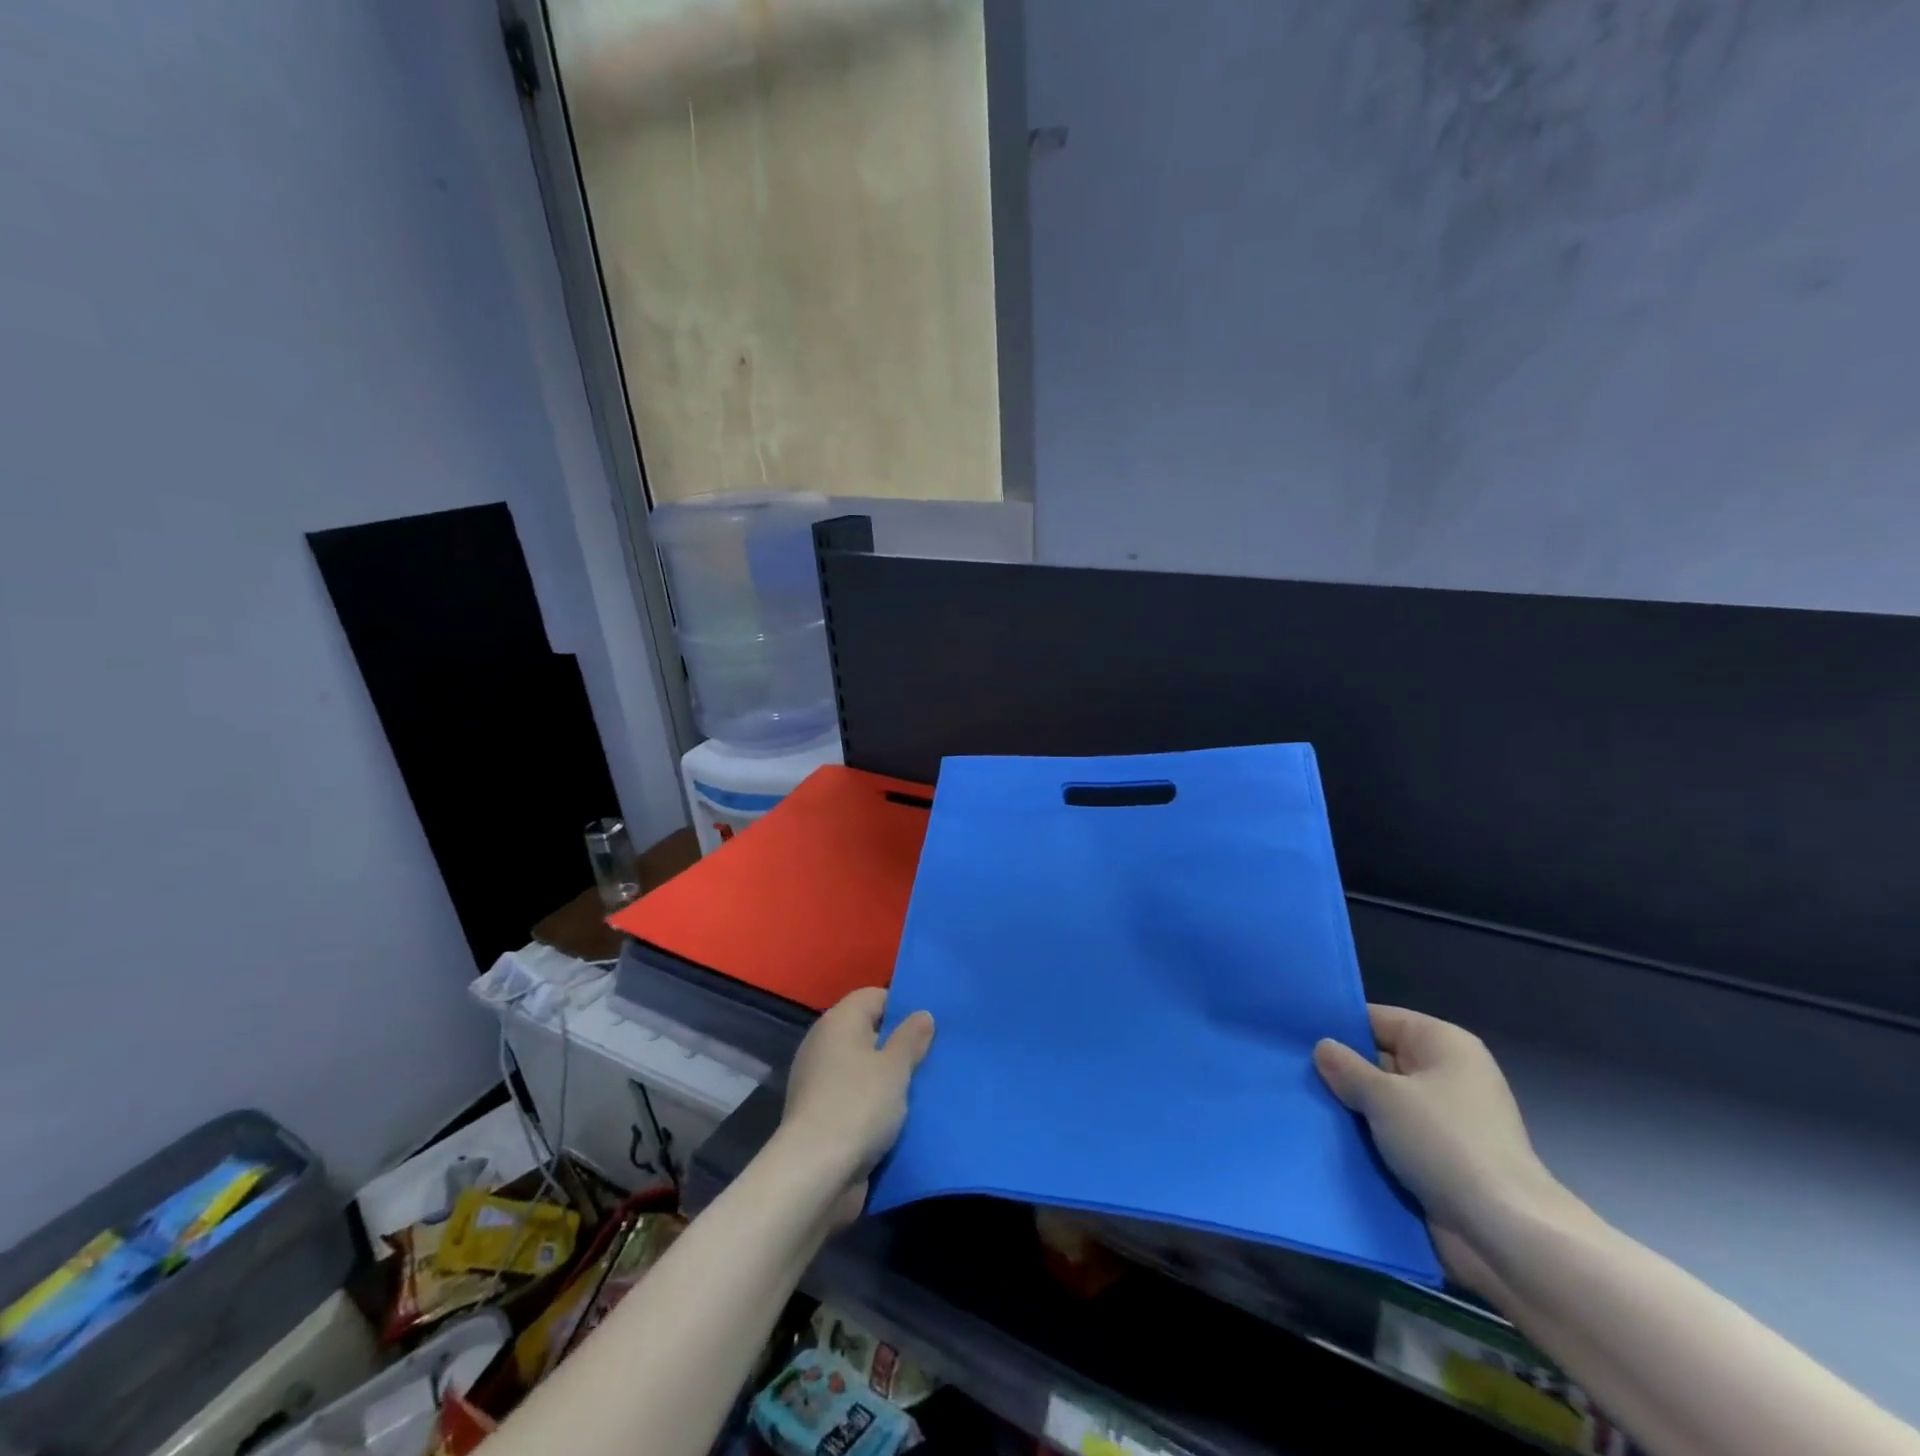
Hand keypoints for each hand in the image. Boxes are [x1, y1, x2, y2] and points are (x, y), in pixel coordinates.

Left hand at [778, 988, 934, 1220]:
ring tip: (925, 1088)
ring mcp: (819, 1082)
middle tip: (934, 1057)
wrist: (813, 1174)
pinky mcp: (821, 1116)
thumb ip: (911, 1038)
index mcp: (838, 1021)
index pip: (874, 996)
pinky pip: (856, 1099)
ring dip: (889, 1080)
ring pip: (864, 1070)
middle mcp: (824, 1045)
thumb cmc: (858, 1105)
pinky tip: (902, 1118)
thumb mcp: (895, 1068)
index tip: (930, 1027)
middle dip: (899, 1045)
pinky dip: (875, 1106)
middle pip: (869, 1033)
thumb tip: (922, 1013)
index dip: (902, 1006)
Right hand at [1314, 1005, 1571, 1293]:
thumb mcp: (1384, 1096)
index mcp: (1443, 1043)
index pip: (1377, 1019)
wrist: (1506, 1236)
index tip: (1292, 1036)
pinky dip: (1366, 1141)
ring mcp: (1445, 1120)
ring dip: (1350, 1111)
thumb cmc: (1446, 1145)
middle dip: (1339, 1072)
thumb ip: (1345, 1067)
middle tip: (1288, 1072)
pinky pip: (1392, 1138)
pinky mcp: (1440, 1160)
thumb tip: (1323, 1048)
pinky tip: (1326, 1141)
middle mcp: (1446, 1075)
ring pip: (1381, 1104)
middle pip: (1378, 1061)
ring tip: (1298, 1105)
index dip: (1337, 1027)